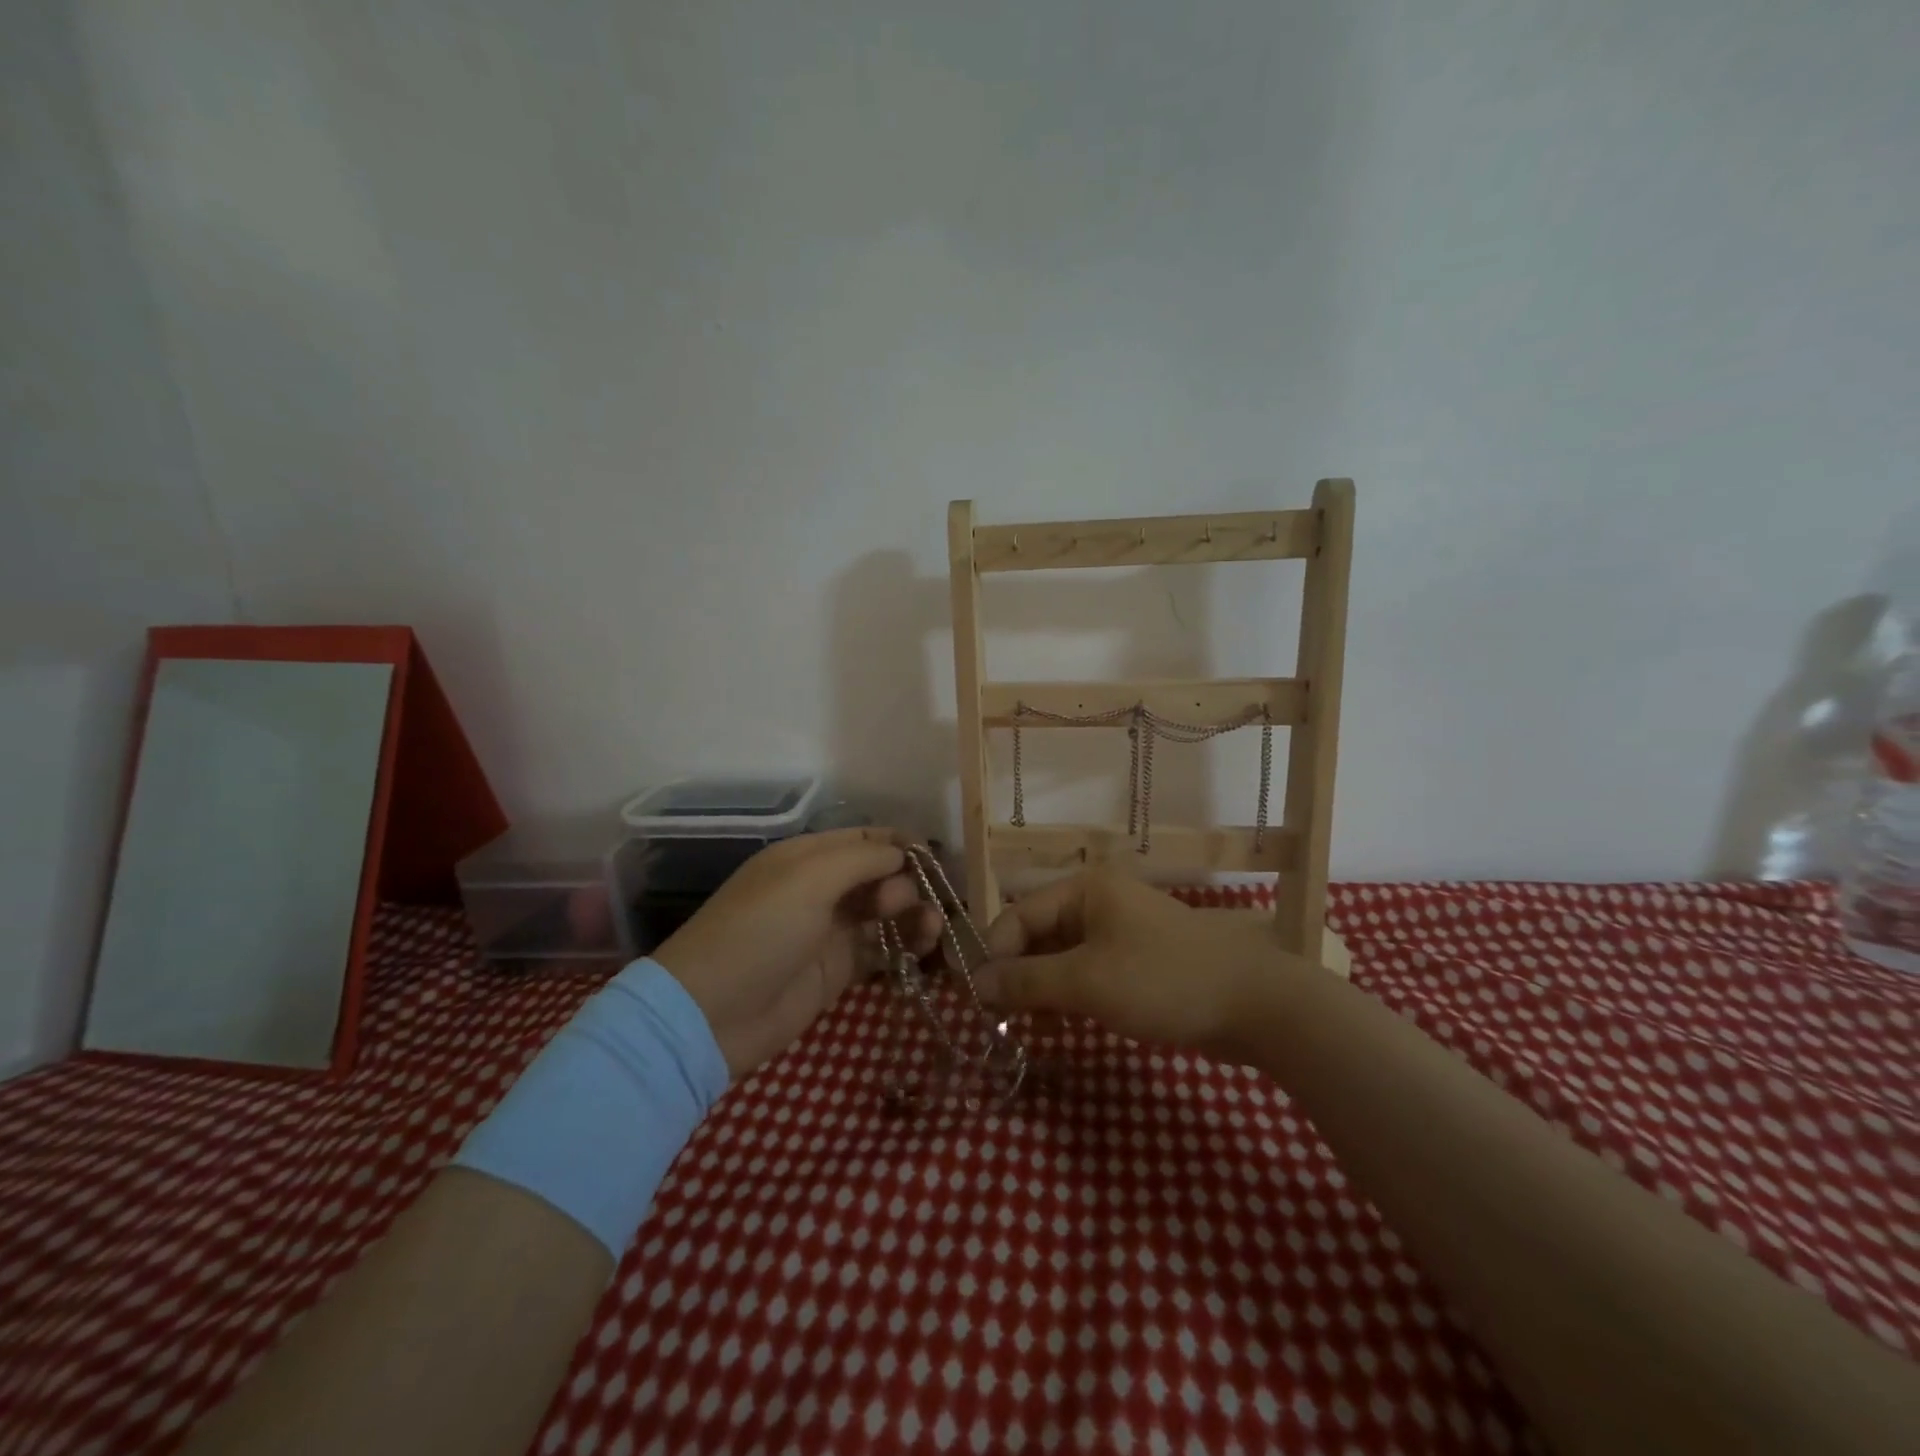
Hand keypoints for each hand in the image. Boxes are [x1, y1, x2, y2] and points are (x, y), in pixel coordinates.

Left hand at [653, 828, 938, 1080]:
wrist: (713, 1013)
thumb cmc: (760, 930)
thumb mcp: (809, 879)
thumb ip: (862, 859)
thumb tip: (902, 854)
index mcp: (807, 856)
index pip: (864, 838)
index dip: (899, 844)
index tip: (934, 856)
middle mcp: (821, 888)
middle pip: (879, 875)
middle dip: (906, 882)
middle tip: (910, 903)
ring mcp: (830, 931)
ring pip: (885, 913)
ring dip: (913, 914)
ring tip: (932, 926)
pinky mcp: (837, 970)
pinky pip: (881, 950)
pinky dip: (905, 946)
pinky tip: (925, 948)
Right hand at [974, 871, 1314, 1063]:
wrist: (1256, 1005)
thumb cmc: (1163, 981)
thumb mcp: (1087, 981)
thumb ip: (1027, 981)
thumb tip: (976, 984)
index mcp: (1084, 890)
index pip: (1018, 915)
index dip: (993, 954)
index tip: (975, 999)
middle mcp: (1098, 902)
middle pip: (1038, 934)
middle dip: (1015, 974)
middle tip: (996, 1020)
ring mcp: (1120, 932)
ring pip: (1061, 957)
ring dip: (1039, 989)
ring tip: (1021, 1028)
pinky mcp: (1137, 962)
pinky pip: (1087, 973)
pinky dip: (1067, 995)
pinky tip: (1056, 1025)